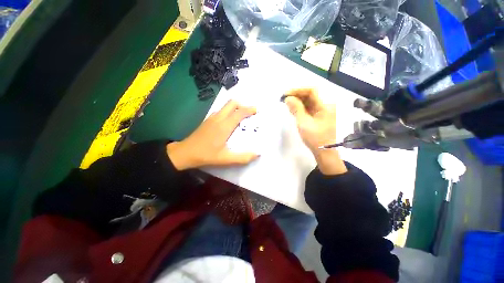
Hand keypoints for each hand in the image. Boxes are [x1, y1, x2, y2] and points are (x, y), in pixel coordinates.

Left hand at [167, 100, 258, 169]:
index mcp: (224, 126)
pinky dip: (228, 111)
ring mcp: (212, 118)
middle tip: (249, 114)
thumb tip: (257, 154)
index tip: (257, 111)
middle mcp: (219, 118)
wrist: (185, 153)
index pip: (239, 113)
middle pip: (232, 103)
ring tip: (241, 117)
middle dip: (243, 105)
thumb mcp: (226, 159)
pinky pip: (221, 110)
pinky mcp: (208, 120)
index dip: (249, 110)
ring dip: (235, 108)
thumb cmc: (206, 155)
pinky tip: (229, 122)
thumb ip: (242, 157)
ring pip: (226, 106)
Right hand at [284, 88, 346, 174]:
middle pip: (310, 95)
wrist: (323, 152)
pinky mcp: (318, 116)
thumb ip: (296, 109)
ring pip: (308, 101)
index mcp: (325, 106)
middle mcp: (325, 105)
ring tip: (286, 103)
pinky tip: (292, 109)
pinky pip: (308, 108)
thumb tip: (288, 98)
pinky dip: (300, 107)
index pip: (311, 91)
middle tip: (284, 98)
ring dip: (297, 101)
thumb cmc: (315, 138)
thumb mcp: (304, 123)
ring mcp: (322, 111)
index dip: (297, 90)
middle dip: (296, 95)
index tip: (286, 94)